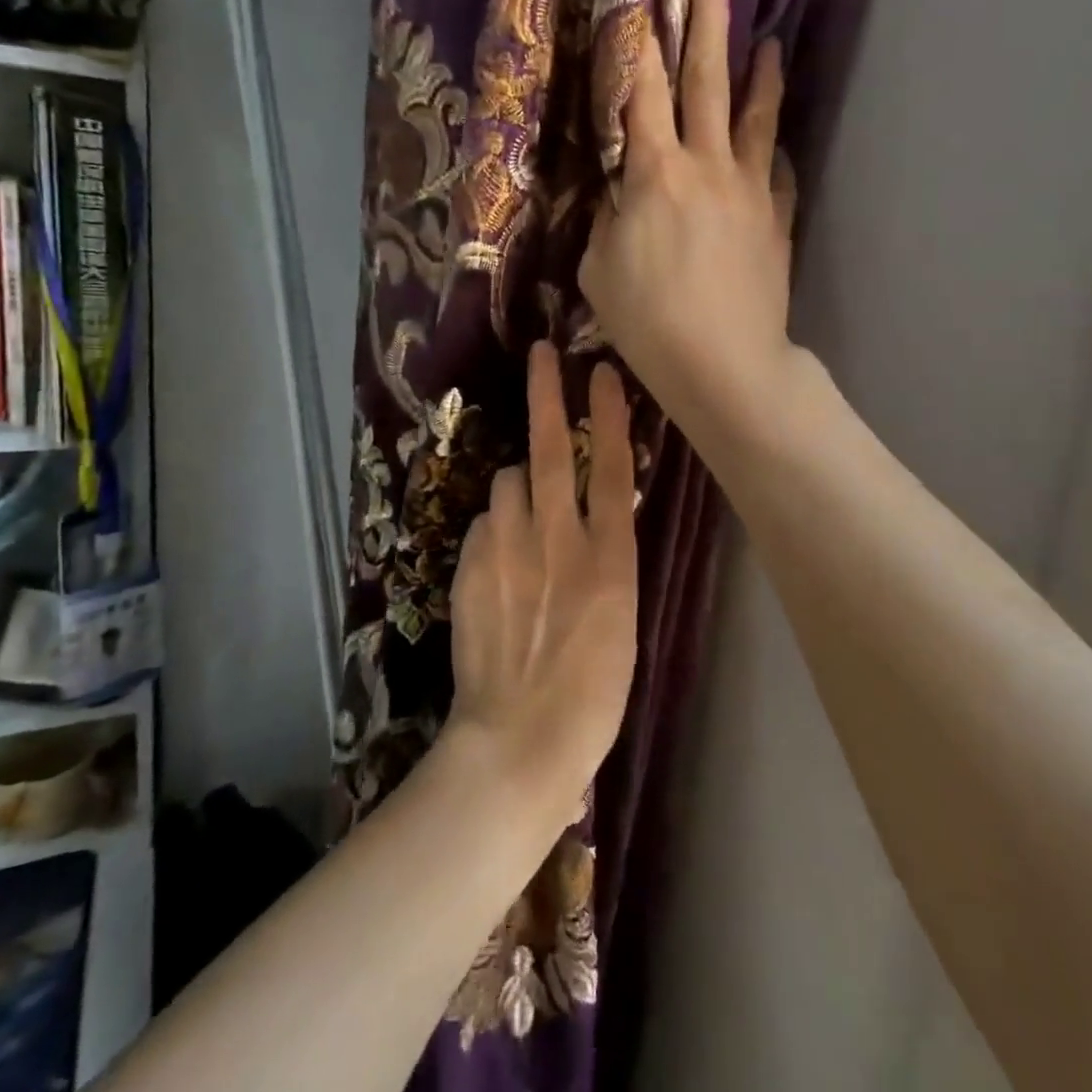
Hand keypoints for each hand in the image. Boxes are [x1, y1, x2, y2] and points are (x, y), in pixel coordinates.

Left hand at [445, 342, 637, 825]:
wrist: (521, 737)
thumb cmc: (593, 691)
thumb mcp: (622, 617)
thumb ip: (606, 556)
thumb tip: (589, 517)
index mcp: (609, 556)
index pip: (611, 466)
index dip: (609, 413)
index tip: (602, 371)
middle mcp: (558, 538)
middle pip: (551, 449)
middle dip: (547, 393)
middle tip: (542, 354)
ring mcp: (508, 548)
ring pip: (508, 481)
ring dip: (518, 484)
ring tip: (523, 515)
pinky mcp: (470, 565)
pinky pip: (484, 523)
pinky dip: (494, 527)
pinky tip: (498, 562)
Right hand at [579, 0, 796, 441]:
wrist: (724, 363)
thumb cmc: (648, 323)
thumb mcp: (599, 271)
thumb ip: (608, 221)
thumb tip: (620, 195)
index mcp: (653, 174)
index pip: (639, 91)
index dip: (636, 40)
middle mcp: (705, 165)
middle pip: (706, 81)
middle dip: (707, 23)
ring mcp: (749, 190)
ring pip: (755, 118)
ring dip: (759, 75)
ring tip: (769, 43)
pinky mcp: (776, 219)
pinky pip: (776, 172)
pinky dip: (773, 151)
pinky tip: (774, 143)